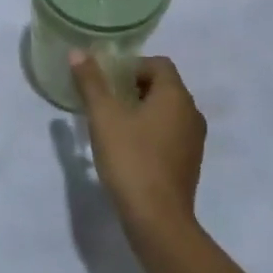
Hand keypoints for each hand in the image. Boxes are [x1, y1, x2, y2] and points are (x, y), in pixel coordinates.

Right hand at [70, 52, 204, 239]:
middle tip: (104, 99)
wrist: (157, 219)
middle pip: (163, 86)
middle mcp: (191, 113)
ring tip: (112, 123)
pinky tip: (127, 147)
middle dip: (133, 87)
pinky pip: (169, 133)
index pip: (158, 64)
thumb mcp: (104, 116)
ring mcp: (193, 140)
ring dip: (141, 110)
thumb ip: (91, 82)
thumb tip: (78, 52)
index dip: (131, 65)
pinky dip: (150, 131)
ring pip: (166, 111)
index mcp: (176, 96)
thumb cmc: (131, 159)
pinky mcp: (189, 163)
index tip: (107, 80)